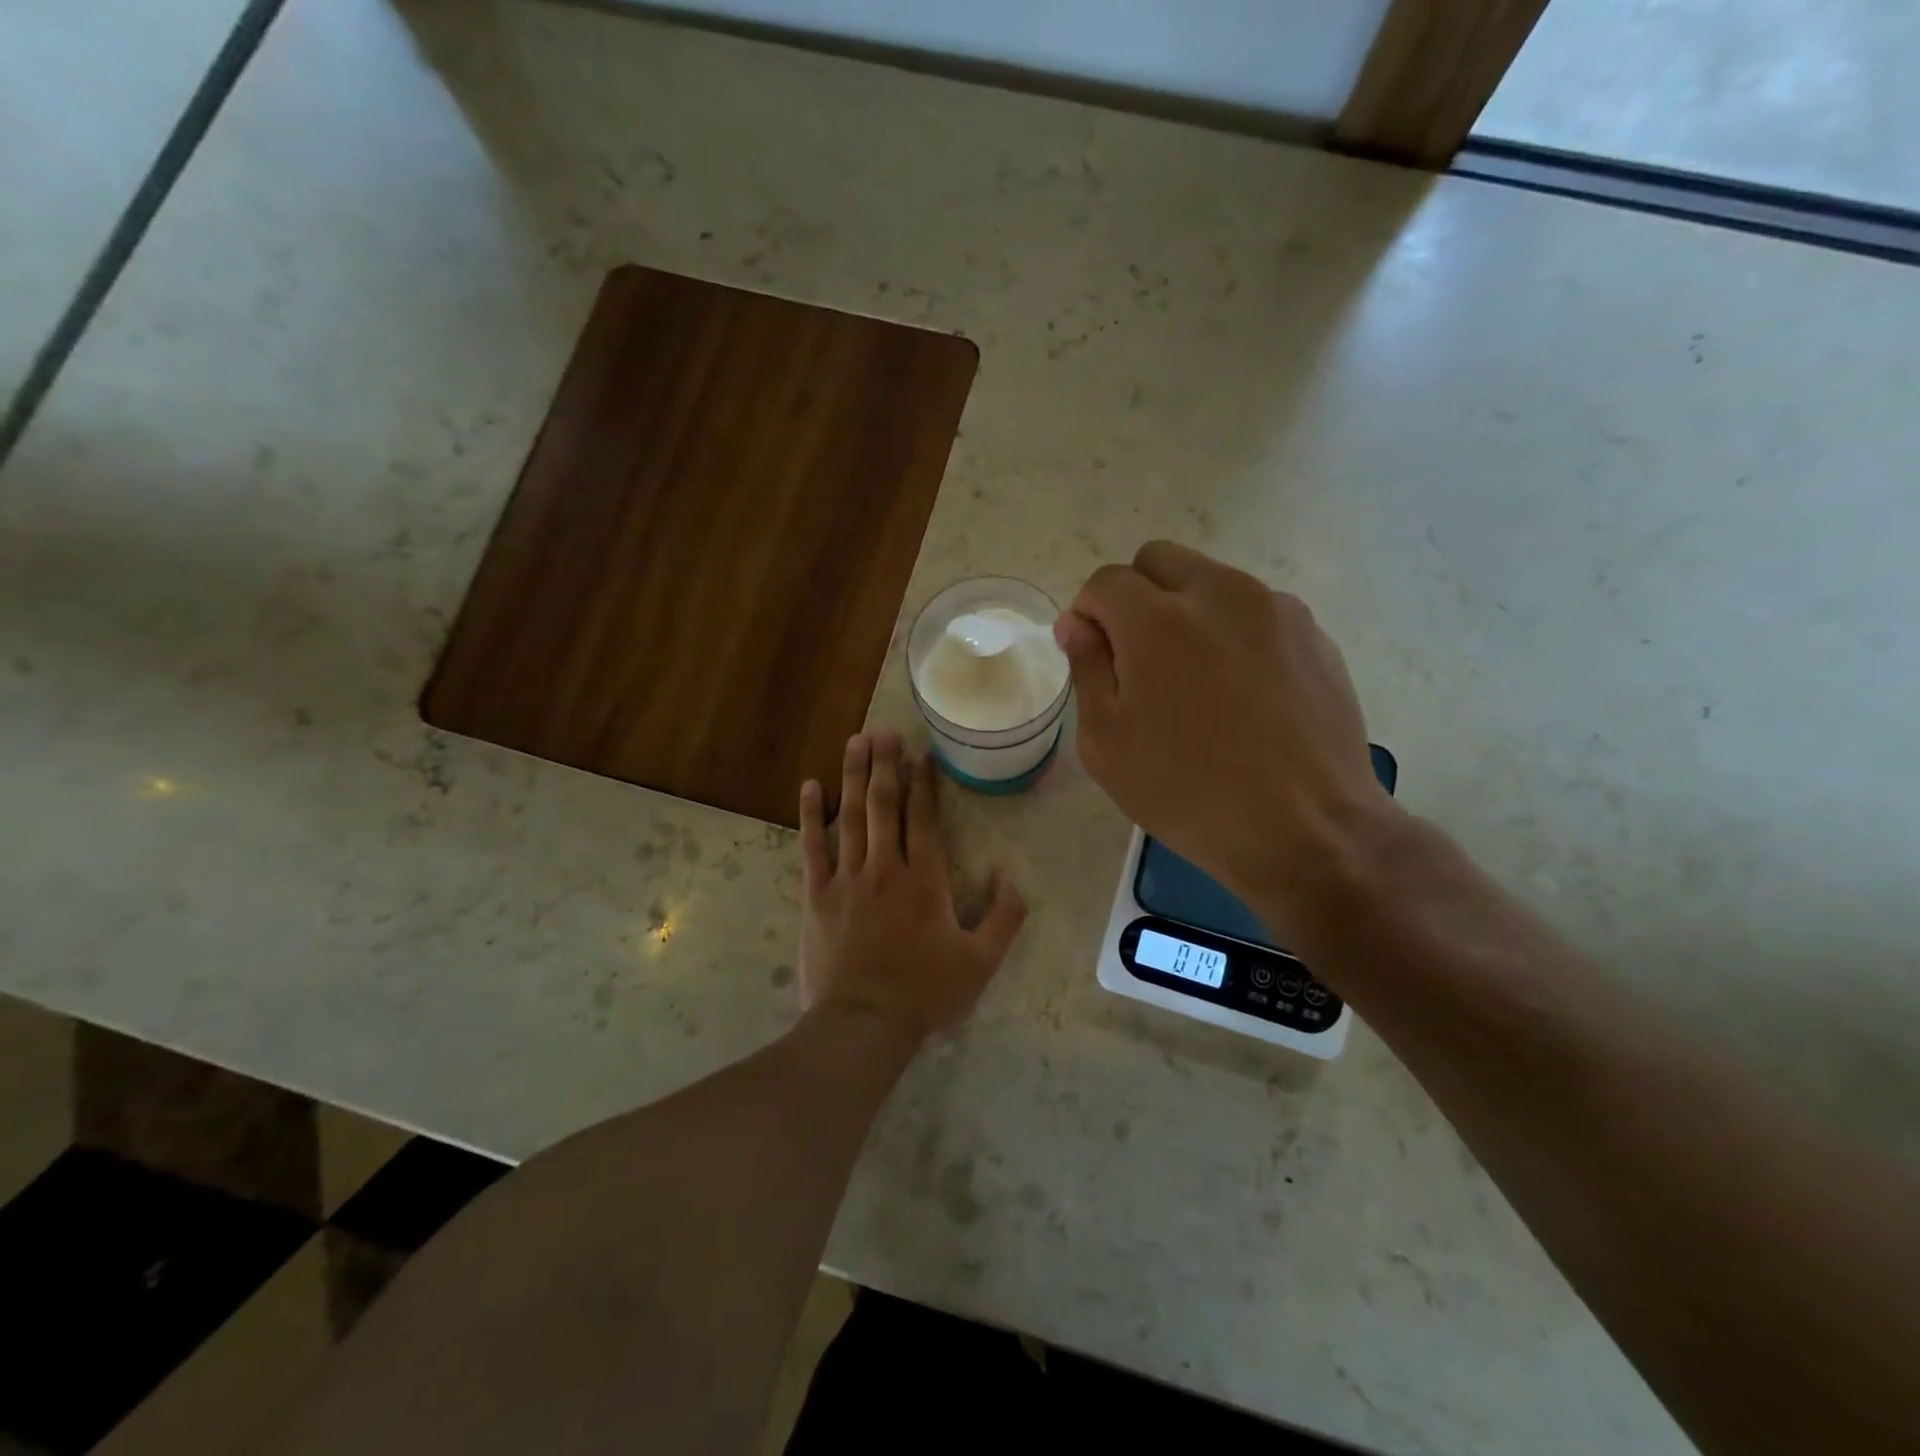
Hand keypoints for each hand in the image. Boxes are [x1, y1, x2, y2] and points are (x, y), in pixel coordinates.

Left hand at [796, 729, 1027, 1041]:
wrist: (863, 1023)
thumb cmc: (926, 993)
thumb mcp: (982, 962)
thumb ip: (1004, 917)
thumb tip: (1010, 876)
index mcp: (925, 880)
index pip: (923, 818)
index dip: (923, 783)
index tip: (920, 753)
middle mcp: (885, 868)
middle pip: (884, 805)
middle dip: (885, 764)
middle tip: (883, 730)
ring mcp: (847, 879)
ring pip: (850, 816)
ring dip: (853, 776)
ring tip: (856, 741)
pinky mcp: (816, 895)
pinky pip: (812, 847)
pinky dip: (811, 815)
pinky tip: (811, 786)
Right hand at [1055, 541, 1396, 921]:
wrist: (1307, 829)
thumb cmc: (1189, 792)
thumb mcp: (1107, 743)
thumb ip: (1086, 668)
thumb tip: (1077, 624)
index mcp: (1157, 620)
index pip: (1105, 581)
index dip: (1088, 614)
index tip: (1093, 657)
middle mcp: (1219, 594)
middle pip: (1158, 560)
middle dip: (1135, 596)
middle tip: (1138, 660)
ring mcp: (1274, 609)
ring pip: (1210, 581)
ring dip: (1186, 611)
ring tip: (1196, 682)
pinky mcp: (1313, 633)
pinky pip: (1255, 611)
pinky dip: (1232, 633)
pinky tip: (1242, 694)